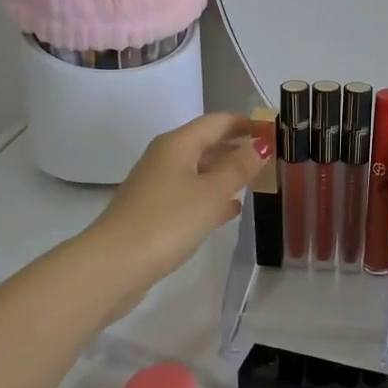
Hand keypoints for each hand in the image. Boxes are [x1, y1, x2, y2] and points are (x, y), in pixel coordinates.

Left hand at [85, 113, 270, 292]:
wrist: (113, 266)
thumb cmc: (167, 222)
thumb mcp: (211, 193)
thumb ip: (239, 167)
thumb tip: (261, 144)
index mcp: (178, 144)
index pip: (218, 122)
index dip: (247, 123)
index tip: (275, 131)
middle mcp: (165, 158)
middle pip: (207, 143)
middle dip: (237, 147)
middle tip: (270, 156)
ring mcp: (157, 185)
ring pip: (199, 170)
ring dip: (226, 172)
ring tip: (256, 180)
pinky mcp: (154, 212)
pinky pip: (190, 194)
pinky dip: (211, 196)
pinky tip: (230, 210)